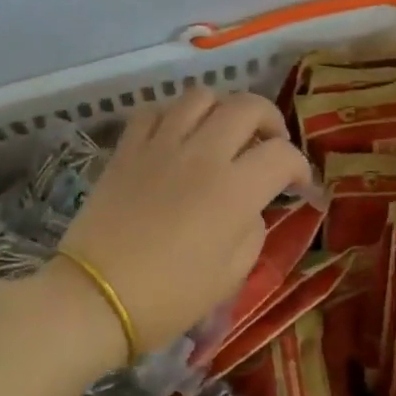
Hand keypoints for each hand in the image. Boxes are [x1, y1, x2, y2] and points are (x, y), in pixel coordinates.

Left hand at [58, 87, 311, 354]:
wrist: (96, 298)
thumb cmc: (170, 298)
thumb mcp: (231, 275)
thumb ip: (252, 230)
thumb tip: (250, 207)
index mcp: (235, 189)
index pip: (282, 154)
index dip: (300, 167)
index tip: (298, 186)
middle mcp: (202, 154)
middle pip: (247, 106)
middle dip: (269, 120)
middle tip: (269, 144)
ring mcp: (160, 146)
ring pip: (200, 96)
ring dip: (222, 109)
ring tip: (222, 134)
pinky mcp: (126, 149)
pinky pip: (154, 112)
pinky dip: (173, 116)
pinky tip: (176, 138)